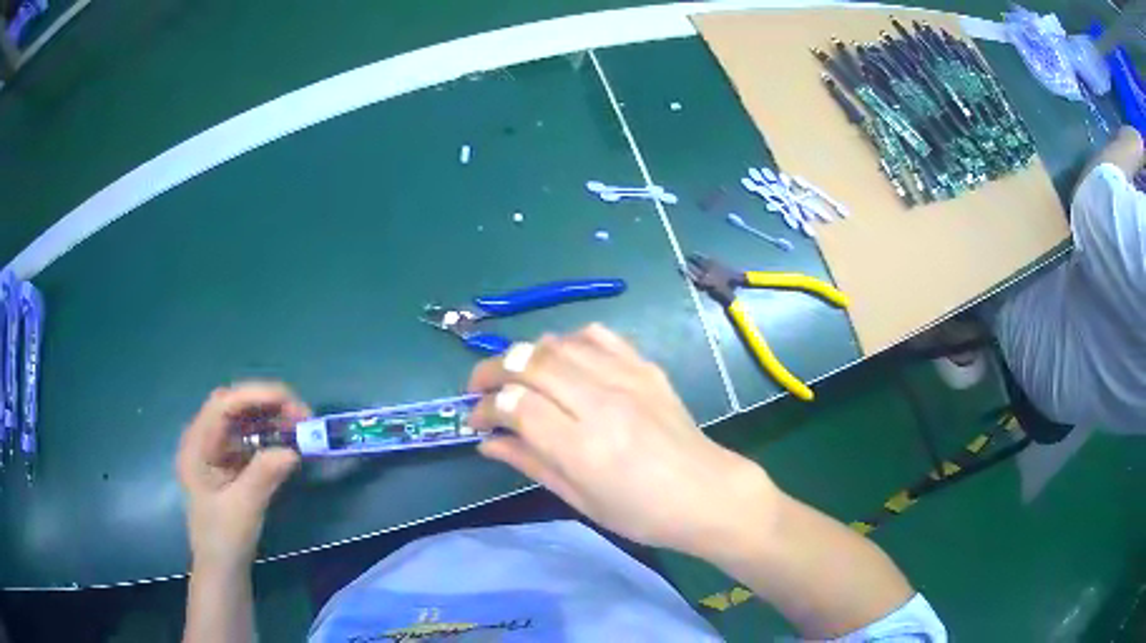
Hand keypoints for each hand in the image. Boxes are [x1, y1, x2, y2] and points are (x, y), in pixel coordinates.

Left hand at [176, 382, 309, 571]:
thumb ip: (263, 476)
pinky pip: (248, 439)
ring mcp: (215, 452)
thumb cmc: (224, 540)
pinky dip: (268, 435)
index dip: (255, 396)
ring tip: (299, 426)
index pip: (223, 405)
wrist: (222, 570)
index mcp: (196, 446)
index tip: (289, 402)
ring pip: (242, 420)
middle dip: (266, 403)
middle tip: (300, 415)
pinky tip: (286, 442)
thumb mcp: (243, 508)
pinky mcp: (228, 464)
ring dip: (270, 417)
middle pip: (233, 406)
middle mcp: (203, 440)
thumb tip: (293, 450)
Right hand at [468, 324, 777, 556]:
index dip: (485, 408)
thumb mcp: (580, 499)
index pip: (515, 405)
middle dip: (492, 370)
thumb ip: (531, 464)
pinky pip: (598, 335)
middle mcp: (601, 403)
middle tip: (479, 388)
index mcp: (583, 447)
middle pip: (529, 363)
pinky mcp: (645, 367)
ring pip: (558, 343)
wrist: (706, 492)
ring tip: (518, 376)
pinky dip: (569, 341)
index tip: (475, 420)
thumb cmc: (640, 512)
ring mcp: (626, 379)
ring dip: (526, 355)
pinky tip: (564, 360)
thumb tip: (487, 442)